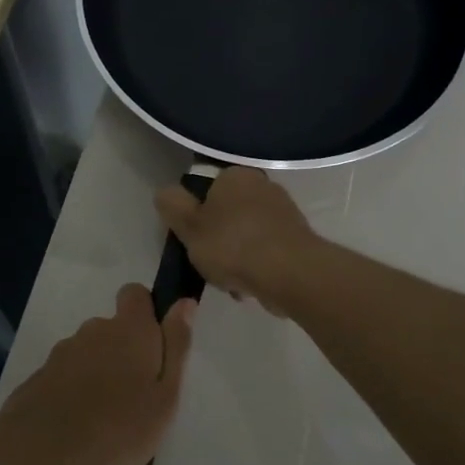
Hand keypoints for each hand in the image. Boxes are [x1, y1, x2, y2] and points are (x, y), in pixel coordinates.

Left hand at [0, 284, 194, 464]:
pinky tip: (75, 427)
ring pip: (86, 354)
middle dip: (122, 351)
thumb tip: (185, 302)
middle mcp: (93, 331)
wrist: (44, 455)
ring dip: (96, 373)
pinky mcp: (37, 379)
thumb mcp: (166, 393)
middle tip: (133, 395)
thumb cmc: (120, 428)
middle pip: (111, 328)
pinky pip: (62, 378)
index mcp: (129, 330)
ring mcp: (61, 354)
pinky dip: (71, 393)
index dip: (145, 310)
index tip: (153, 343)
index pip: (135, 294)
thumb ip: (176, 345)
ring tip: (103, 418)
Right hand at [155, 168, 317, 316]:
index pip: (207, 190)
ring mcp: (285, 213)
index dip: (195, 217)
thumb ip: (172, 206)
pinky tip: (251, 288)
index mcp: (236, 176)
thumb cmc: (233, 245)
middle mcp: (264, 186)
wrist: (290, 273)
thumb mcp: (188, 226)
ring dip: (237, 259)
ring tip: (232, 283)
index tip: (192, 241)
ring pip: (247, 236)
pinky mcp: (298, 239)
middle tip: (210, 265)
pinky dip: (257, 268)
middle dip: (218, 241)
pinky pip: (267, 253)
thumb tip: (166, 193)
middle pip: (228, 215)